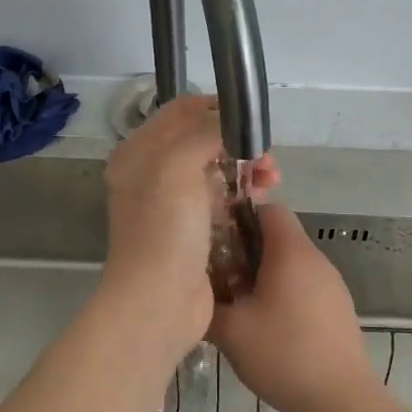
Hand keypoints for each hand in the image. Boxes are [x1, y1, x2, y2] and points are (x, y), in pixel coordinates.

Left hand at [99, 95, 279, 357]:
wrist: (158, 304)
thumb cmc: (164, 230)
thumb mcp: (178, 166)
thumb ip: (204, 132)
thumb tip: (230, 122)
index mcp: (139, 152)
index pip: (181, 111)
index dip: (216, 108)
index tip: (250, 120)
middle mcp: (151, 173)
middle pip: (201, 140)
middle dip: (238, 141)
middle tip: (266, 156)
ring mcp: (172, 205)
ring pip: (215, 171)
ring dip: (246, 167)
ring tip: (272, 179)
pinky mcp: (192, 231)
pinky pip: (221, 200)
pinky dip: (242, 194)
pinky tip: (263, 198)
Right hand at [207, 204, 377, 411]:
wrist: (341, 400)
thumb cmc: (283, 354)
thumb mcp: (230, 331)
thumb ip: (207, 304)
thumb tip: (193, 293)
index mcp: (291, 252)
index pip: (269, 208)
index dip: (241, 216)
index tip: (217, 240)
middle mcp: (316, 258)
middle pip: (279, 236)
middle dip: (247, 251)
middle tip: (221, 277)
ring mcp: (332, 283)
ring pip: (292, 263)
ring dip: (265, 275)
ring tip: (241, 306)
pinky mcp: (339, 308)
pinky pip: (306, 285)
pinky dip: (285, 294)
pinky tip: (269, 328)